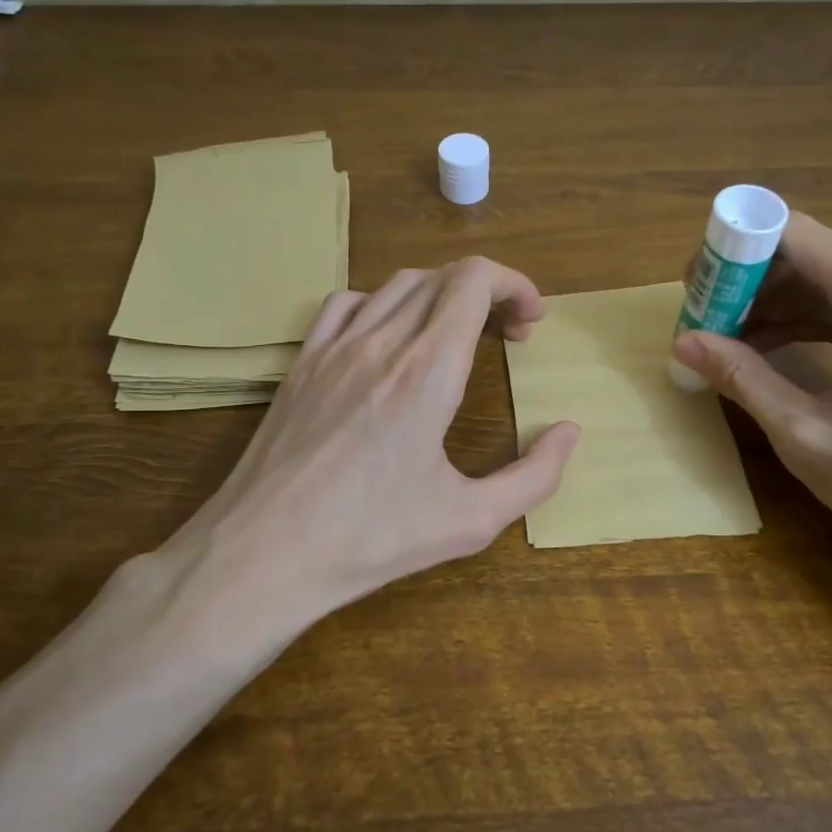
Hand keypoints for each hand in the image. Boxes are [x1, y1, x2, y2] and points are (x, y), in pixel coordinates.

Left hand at [169, 258, 580, 627]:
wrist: (262, 555)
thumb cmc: (371, 541)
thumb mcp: (470, 521)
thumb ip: (534, 476)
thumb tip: (569, 432)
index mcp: (428, 371)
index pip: (475, 280)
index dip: (515, 286)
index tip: (531, 324)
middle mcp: (381, 342)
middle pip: (443, 276)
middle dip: (488, 293)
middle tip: (506, 337)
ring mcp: (333, 347)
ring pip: (396, 284)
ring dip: (439, 296)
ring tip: (456, 336)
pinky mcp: (301, 363)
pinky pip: (347, 303)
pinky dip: (383, 304)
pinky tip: (389, 340)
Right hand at [670, 214, 831, 582]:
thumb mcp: (807, 431)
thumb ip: (742, 377)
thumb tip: (683, 342)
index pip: (791, 234)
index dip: (734, 252)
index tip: (696, 286)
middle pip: (815, 259)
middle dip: (752, 287)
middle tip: (705, 324)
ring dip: (782, 310)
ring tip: (734, 346)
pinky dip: (819, 327)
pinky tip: (786, 358)